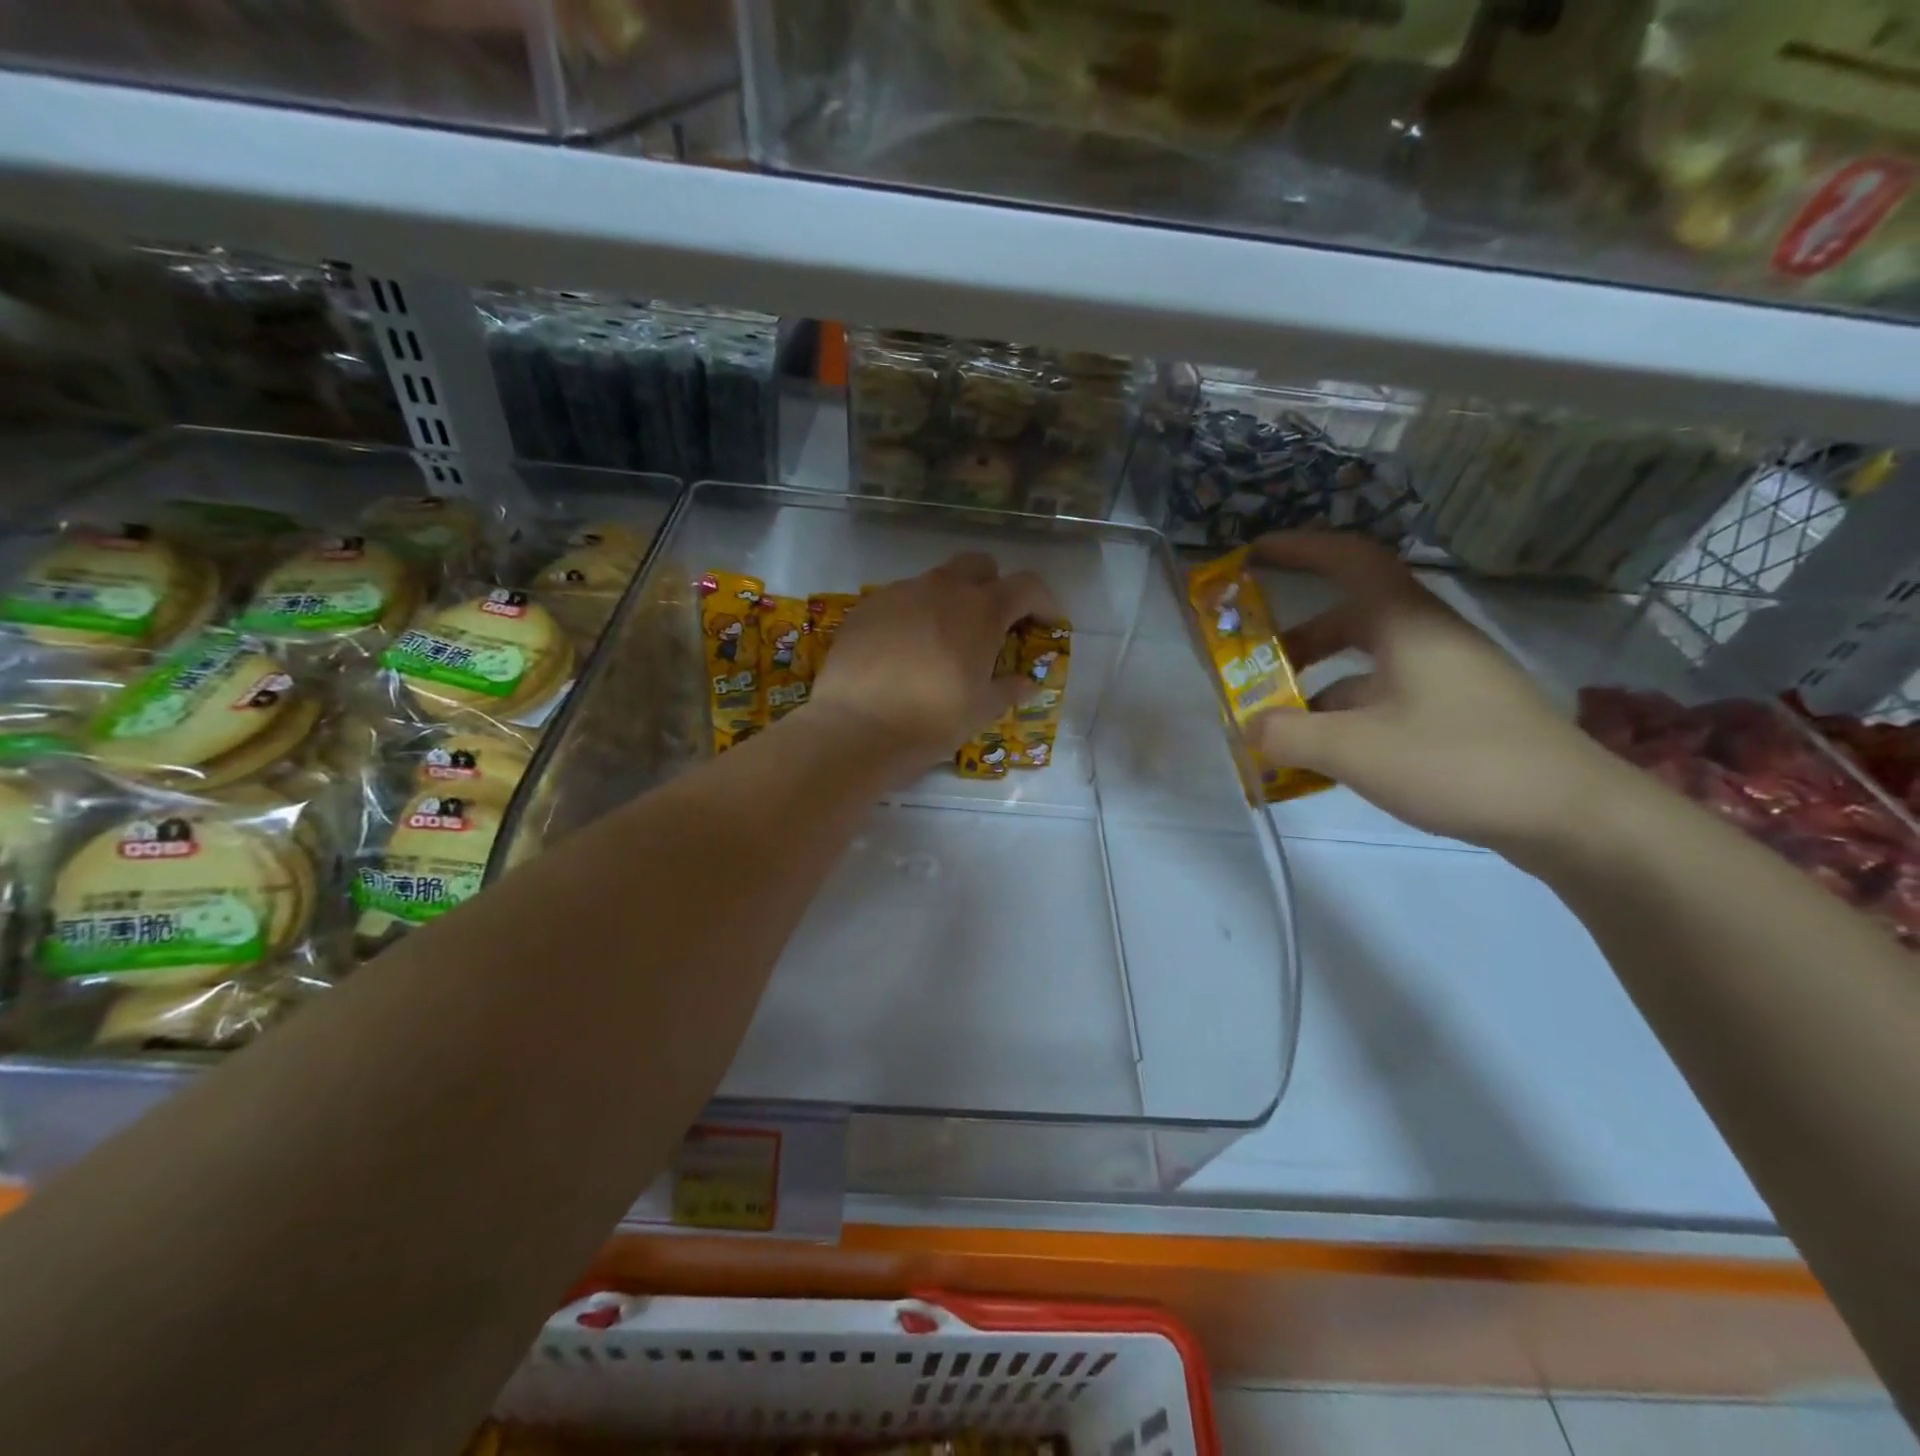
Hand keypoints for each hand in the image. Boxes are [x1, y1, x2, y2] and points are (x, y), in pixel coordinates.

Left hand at [806, 552, 1056, 772]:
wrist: (856, 728)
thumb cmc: (931, 721)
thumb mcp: (980, 710)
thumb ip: (1008, 689)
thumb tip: (1028, 683)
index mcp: (981, 610)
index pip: (1026, 586)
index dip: (1043, 602)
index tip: (1047, 624)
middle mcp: (942, 589)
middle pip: (978, 565)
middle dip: (993, 586)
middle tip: (993, 623)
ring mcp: (900, 593)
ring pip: (934, 582)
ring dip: (949, 602)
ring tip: (943, 643)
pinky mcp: (866, 608)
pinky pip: (899, 601)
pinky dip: (912, 617)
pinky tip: (903, 652)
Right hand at [1251, 532, 1632, 854]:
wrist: (1570, 814)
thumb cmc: (1457, 761)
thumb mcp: (1355, 750)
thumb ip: (1288, 735)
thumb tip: (1247, 727)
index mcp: (1406, 624)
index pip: (1349, 560)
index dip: (1300, 549)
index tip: (1253, 555)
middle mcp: (1427, 639)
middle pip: (1351, 617)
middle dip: (1296, 639)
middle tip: (1255, 665)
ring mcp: (1446, 677)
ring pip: (1367, 664)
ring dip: (1318, 685)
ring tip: (1281, 724)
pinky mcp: (1457, 713)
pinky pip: (1386, 698)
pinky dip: (1347, 715)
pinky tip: (1327, 756)